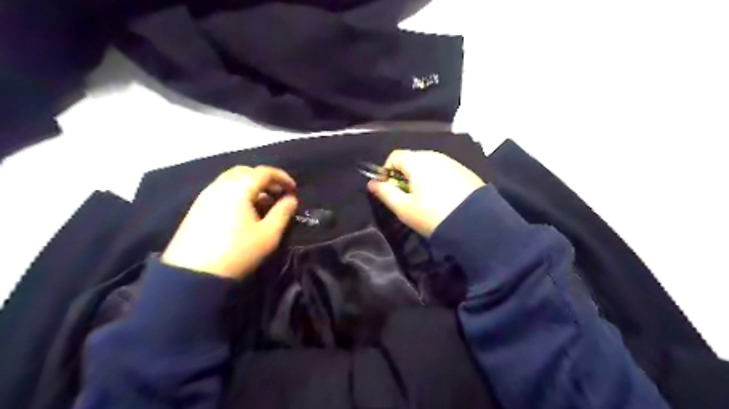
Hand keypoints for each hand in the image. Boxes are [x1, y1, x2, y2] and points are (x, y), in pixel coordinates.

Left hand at [162, 164, 297, 277]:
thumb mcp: (269, 234)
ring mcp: (205, 196)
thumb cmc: (237, 252)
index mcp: (239, 188)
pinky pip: (222, 190)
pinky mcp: (197, 207)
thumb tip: (291, 199)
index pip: (264, 172)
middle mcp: (220, 185)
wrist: (192, 274)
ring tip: (263, 203)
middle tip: (278, 194)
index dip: (282, 177)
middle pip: (246, 171)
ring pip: (232, 180)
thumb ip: (283, 212)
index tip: (294, 189)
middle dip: (265, 179)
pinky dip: (237, 192)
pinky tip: (244, 211)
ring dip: (251, 186)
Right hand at [370, 149, 482, 235]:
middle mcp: (435, 156)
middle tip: (405, 198)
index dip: (386, 172)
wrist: (476, 225)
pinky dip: (436, 181)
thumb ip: (385, 193)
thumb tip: (372, 183)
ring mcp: (453, 162)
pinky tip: (442, 199)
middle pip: (412, 160)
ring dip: (420, 179)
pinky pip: (443, 171)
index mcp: (418, 161)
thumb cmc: (433, 215)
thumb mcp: (404, 208)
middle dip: (403, 176)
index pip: (394, 157)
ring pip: (428, 166)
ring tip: (424, 200)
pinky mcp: (466, 172)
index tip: (388, 190)